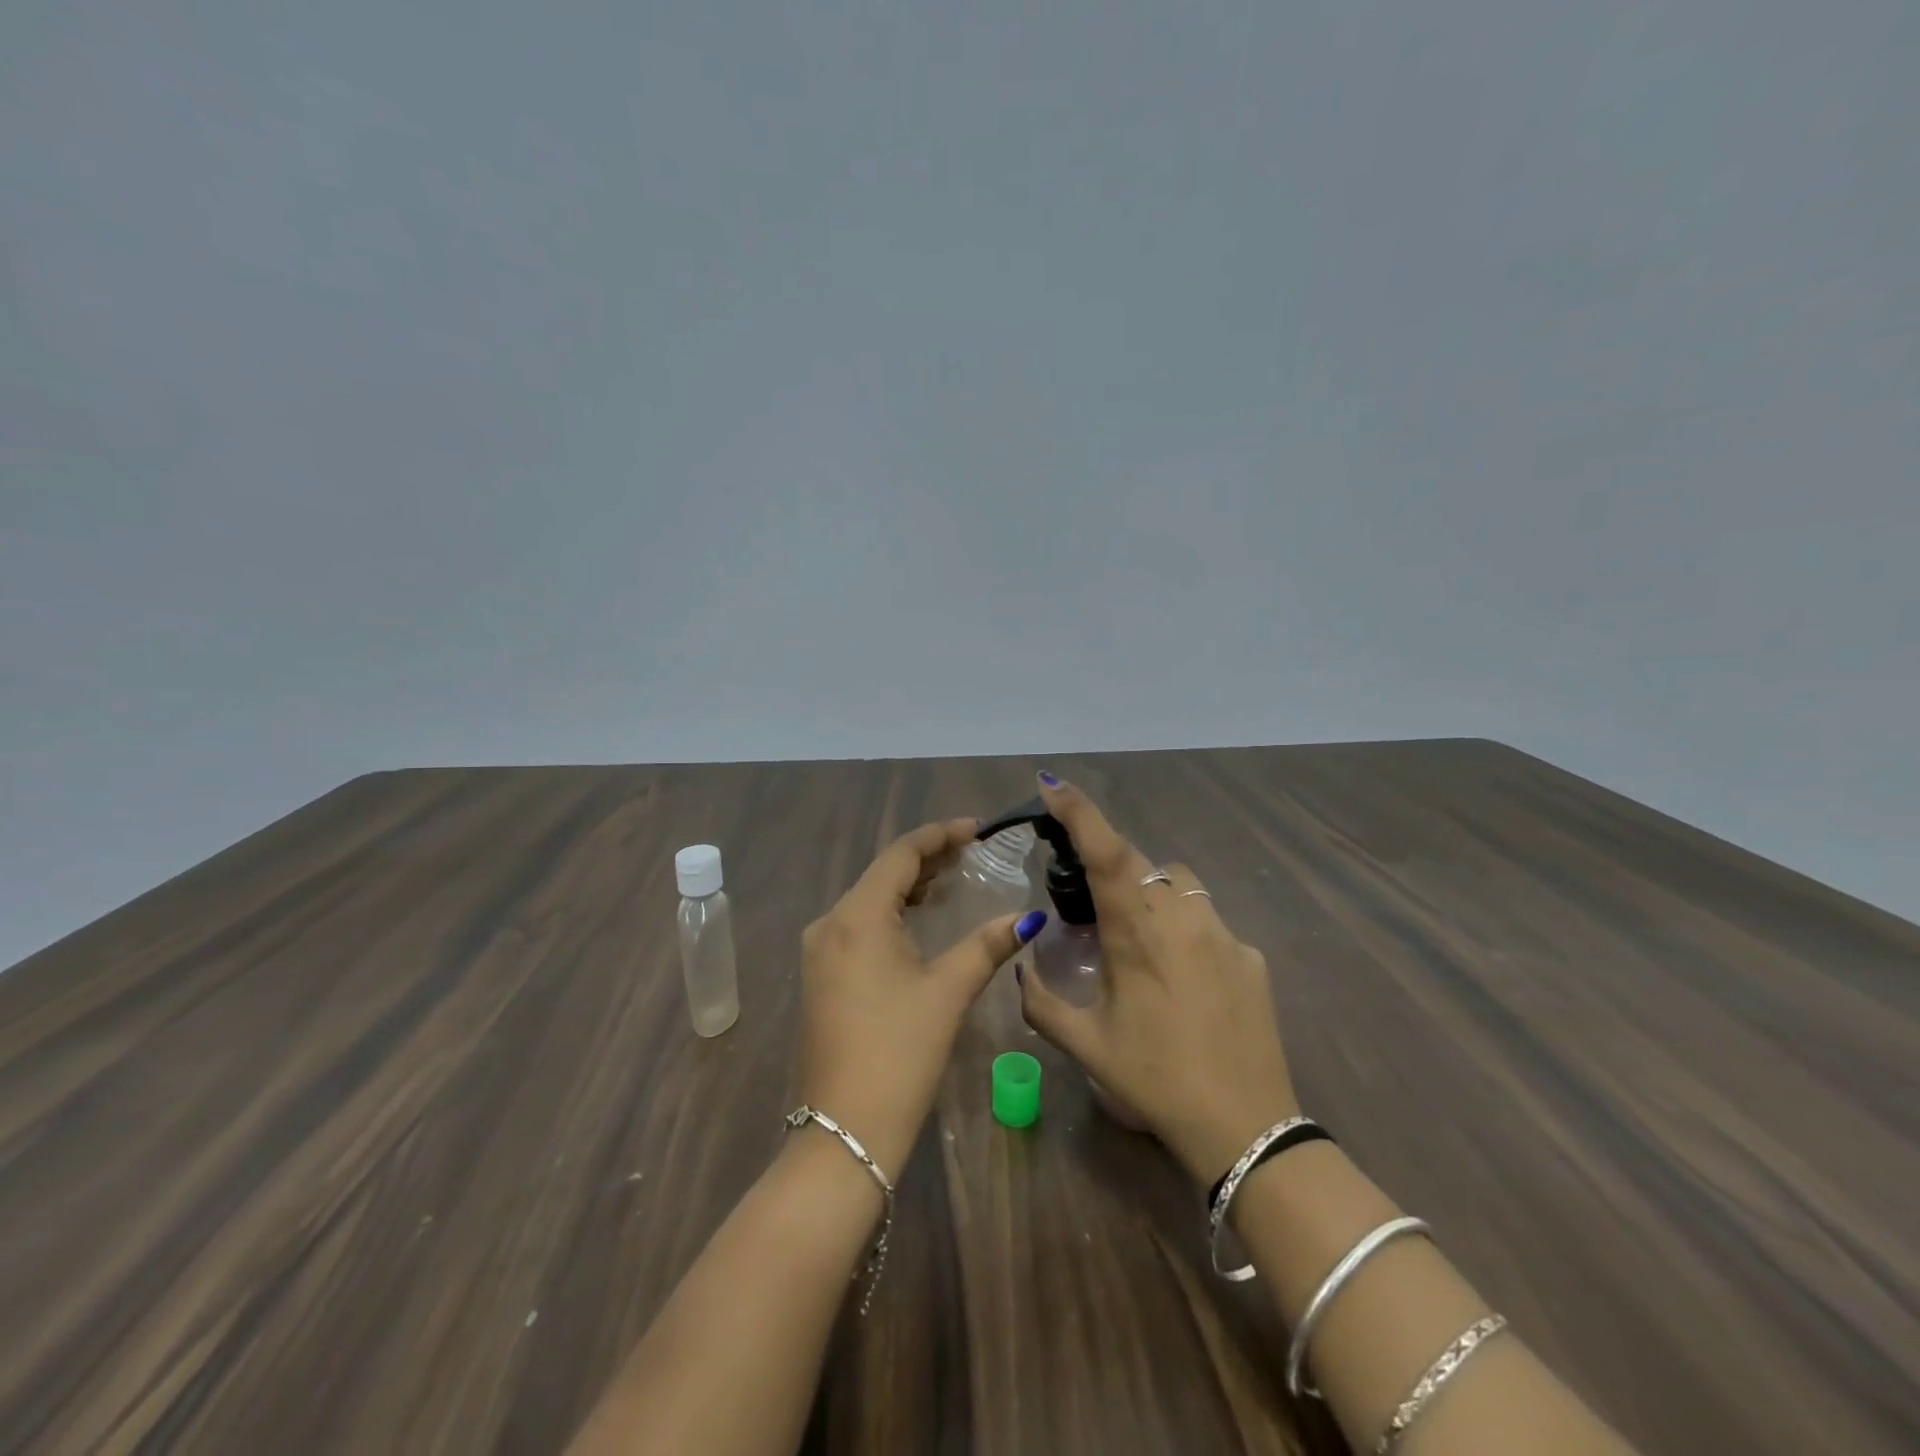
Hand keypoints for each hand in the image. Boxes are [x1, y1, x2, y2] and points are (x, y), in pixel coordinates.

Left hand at [796, 818, 1045, 1177]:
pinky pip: (860, 924)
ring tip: (954, 878)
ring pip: (870, 899)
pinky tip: (921, 919)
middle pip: (882, 873)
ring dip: (910, 885)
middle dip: (928, 858)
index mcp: (857, 916)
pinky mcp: (822, 975)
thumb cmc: (900, 1052)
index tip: (978, 829)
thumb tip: (1028, 918)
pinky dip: (893, 912)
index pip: (900, 854)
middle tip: (973, 852)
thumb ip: (988, 946)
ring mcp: (820, 950)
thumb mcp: (948, 992)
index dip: (940, 835)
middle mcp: (830, 923)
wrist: (844, 1130)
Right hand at [1015, 774, 1299, 1185]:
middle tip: (1092, 906)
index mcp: (1137, 934)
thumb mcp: (1086, 1045)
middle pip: (1141, 862)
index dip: (1079, 811)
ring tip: (1138, 936)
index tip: (1052, 785)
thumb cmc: (1155, 1081)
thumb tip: (1022, 968)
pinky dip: (1186, 928)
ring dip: (1151, 891)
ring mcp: (1223, 933)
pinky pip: (1208, 920)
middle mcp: (1182, 918)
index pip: (1106, 853)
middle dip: (1111, 866)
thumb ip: (1042, 1001)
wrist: (1246, 1127)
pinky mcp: (1250, 955)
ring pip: (1178, 883)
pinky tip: (1184, 976)